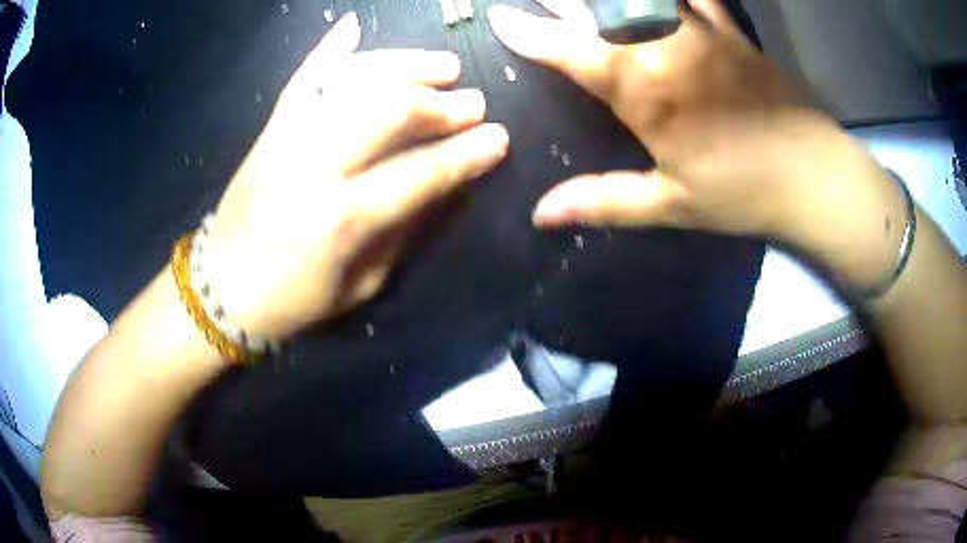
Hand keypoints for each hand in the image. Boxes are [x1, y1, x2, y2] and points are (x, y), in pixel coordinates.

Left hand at [205, 13, 508, 337]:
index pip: (420, 173)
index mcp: (342, 220)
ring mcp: (288, 137)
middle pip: (389, 110)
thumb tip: (447, 183)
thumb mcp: (362, 284)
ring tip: (442, 64)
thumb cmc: (295, 300)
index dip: (467, 153)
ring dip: (404, 65)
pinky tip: (354, 25)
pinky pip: (304, 76)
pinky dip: (330, 48)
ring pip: (353, 80)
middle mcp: (314, 165)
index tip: (500, 137)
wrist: (223, 287)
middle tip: (473, 101)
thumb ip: (405, 229)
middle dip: (441, 103)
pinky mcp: (270, 127)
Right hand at [488, 0, 842, 237]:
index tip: (501, 18)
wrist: (813, 177)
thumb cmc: (742, 193)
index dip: (529, 33)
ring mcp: (700, 28)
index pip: (570, 49)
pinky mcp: (729, 27)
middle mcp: (665, 44)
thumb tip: (541, 215)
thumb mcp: (671, 204)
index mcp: (645, 88)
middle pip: (599, 4)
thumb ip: (603, 200)